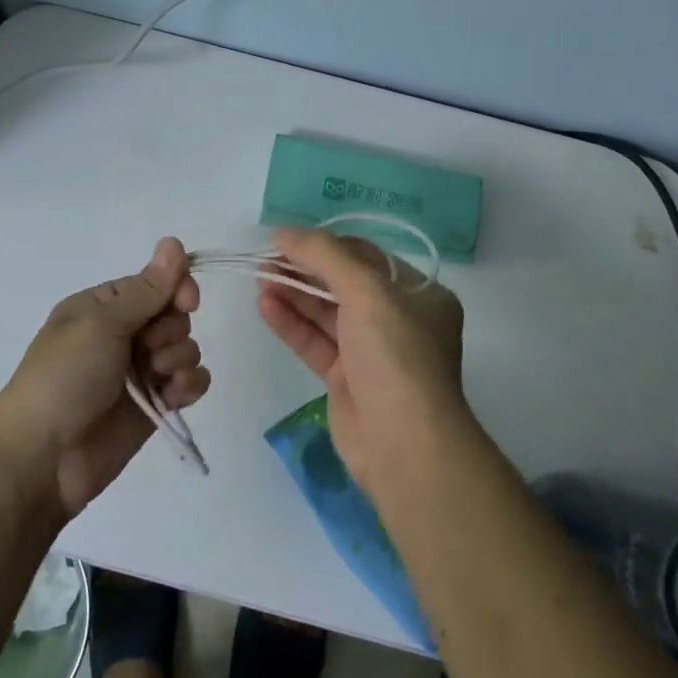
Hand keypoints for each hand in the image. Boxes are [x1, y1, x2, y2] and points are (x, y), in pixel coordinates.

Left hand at [0, 238, 209, 518]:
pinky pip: (189, 382)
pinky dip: (189, 384)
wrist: (43, 458)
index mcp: (104, 307)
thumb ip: (147, 289)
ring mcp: (139, 371)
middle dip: (172, 329)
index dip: (176, 287)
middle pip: (174, 314)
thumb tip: (174, 241)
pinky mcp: (154, 406)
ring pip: (185, 347)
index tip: (186, 301)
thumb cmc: (64, 377)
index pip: (155, 283)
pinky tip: (175, 395)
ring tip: (157, 378)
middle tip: (148, 350)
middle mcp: (123, 334)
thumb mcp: (102, 324)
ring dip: (179, 358)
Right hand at [256, 229, 466, 493]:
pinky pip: (315, 342)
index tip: (287, 238)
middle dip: (305, 270)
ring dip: (294, 294)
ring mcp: (371, 352)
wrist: (405, 445)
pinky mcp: (346, 380)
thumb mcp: (367, 292)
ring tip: (259, 278)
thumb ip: (324, 255)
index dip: (326, 245)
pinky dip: (291, 323)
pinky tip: (265, 306)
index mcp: (418, 295)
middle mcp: (398, 320)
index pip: (367, 257)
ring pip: (326, 314)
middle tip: (265, 259)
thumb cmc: (396, 356)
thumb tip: (283, 231)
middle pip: (343, 284)